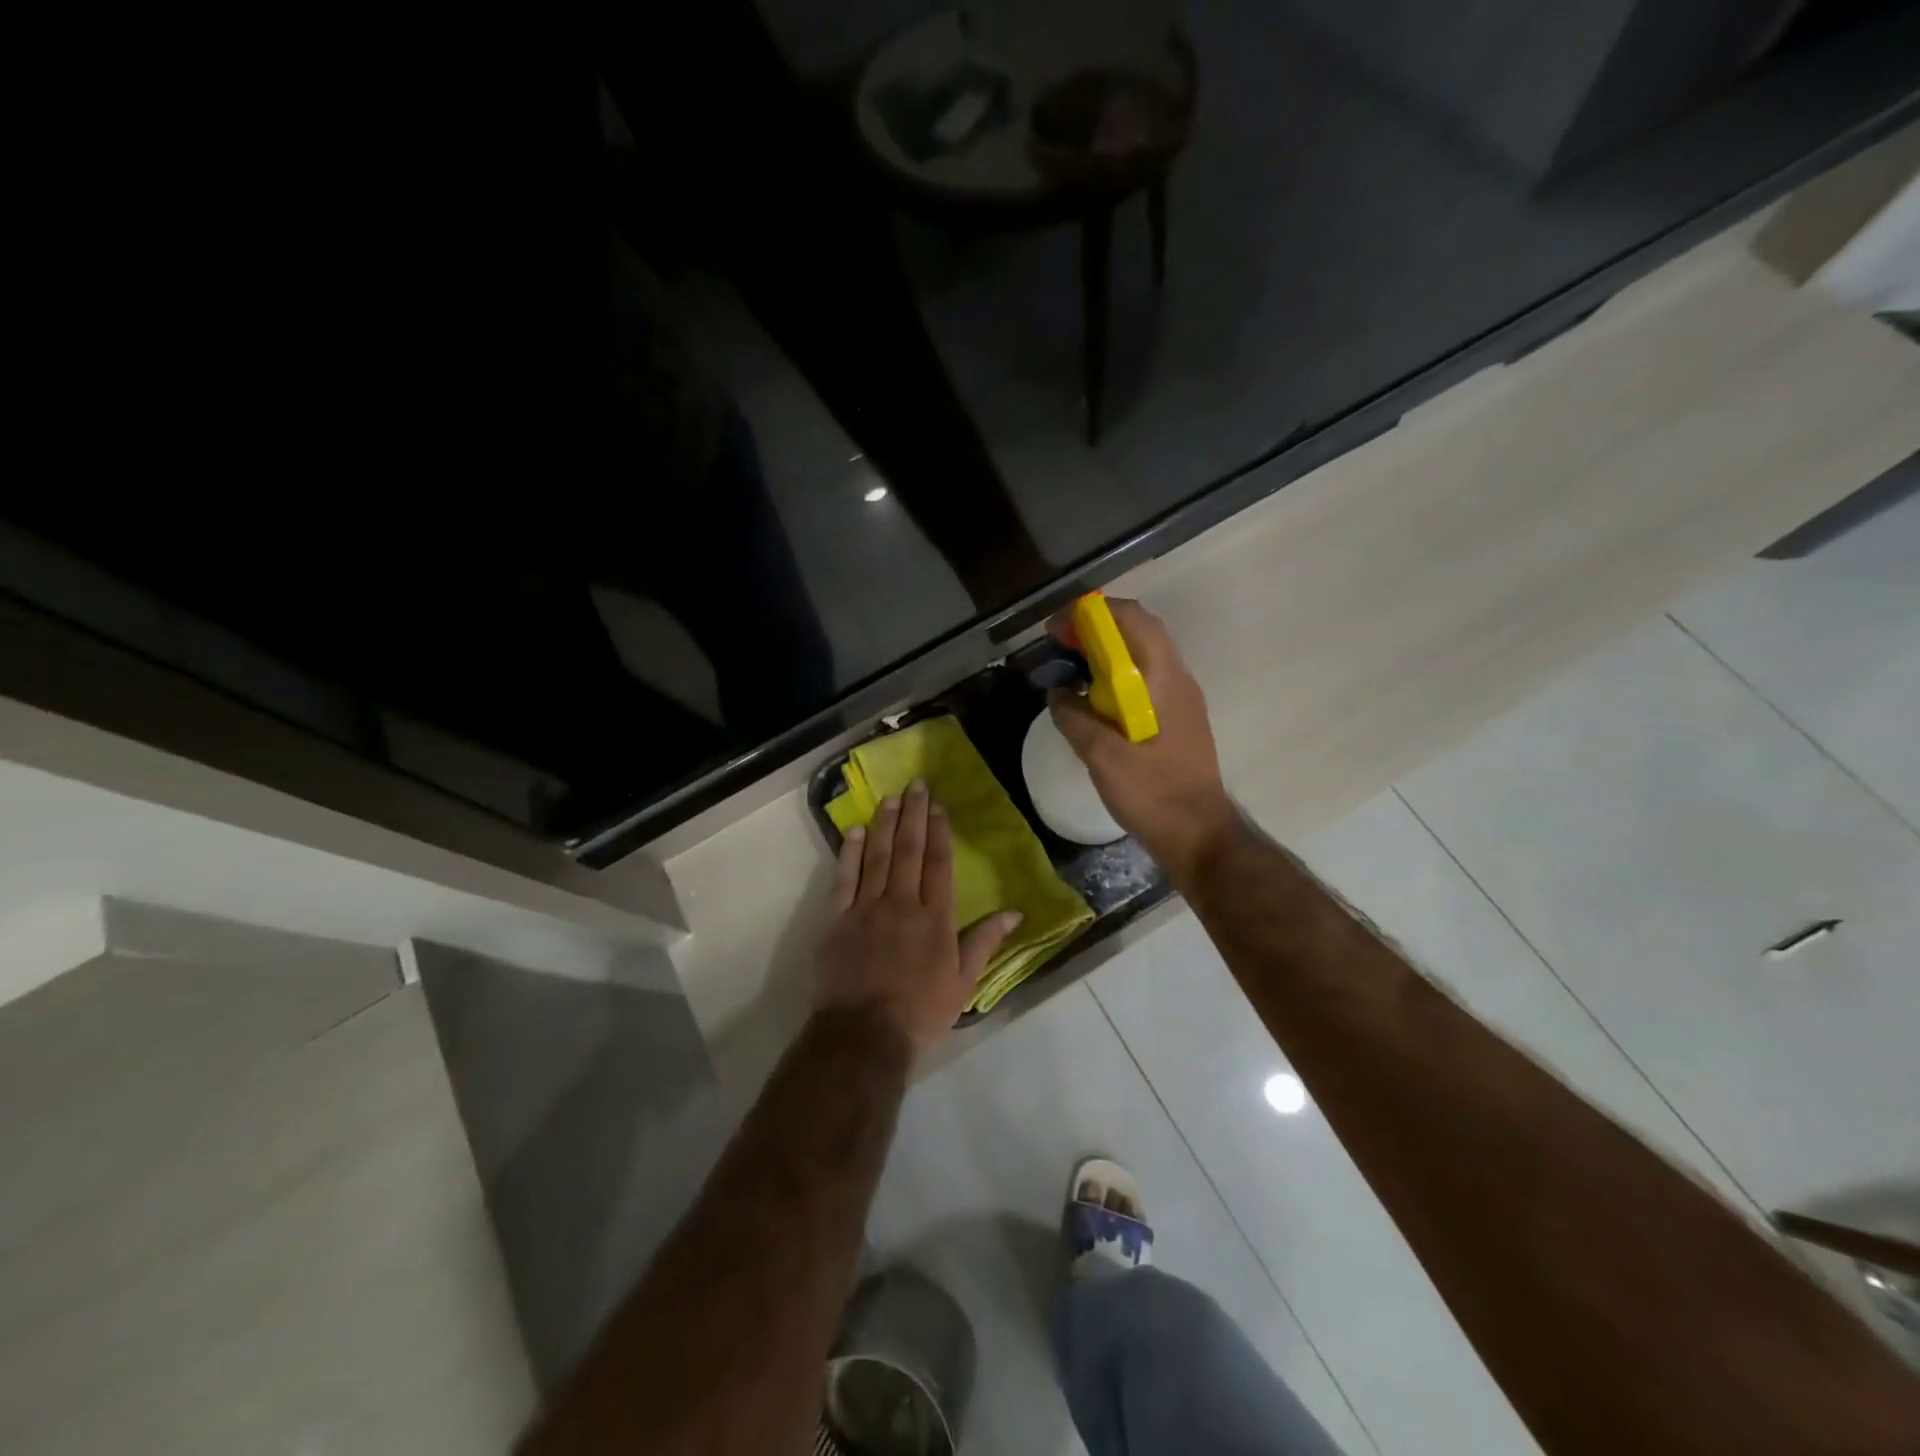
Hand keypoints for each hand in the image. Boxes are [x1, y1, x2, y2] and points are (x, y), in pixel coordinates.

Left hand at [814, 780, 1023, 1058]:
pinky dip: (850, 852)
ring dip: (885, 824)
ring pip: (878, 856)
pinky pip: (844, 878)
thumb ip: (985, 942)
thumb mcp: (964, 983)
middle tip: (916, 784)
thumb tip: (1015, 912)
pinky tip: (855, 830)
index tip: (938, 805)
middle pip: (910, 851)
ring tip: (890, 797)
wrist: (863, 1035)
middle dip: (914, 815)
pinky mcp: (837, 919)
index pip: (939, 864)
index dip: (939, 831)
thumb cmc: (920, 1012)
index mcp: (935, 919)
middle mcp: (902, 904)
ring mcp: (866, 909)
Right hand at [1048, 597, 1239, 882]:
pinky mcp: (1178, 719)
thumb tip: (1057, 694)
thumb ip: (1075, 718)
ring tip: (1074, 668)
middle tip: (1062, 644)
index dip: (1092, 613)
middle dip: (1098, 628)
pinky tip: (1096, 701)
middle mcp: (1178, 679)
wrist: (1199, 834)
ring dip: (1108, 651)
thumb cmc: (1152, 792)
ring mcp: (1182, 699)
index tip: (1058, 629)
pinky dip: (1118, 676)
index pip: (1132, 618)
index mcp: (1163, 679)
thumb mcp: (1102, 756)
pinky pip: (1146, 679)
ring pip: (1144, 655)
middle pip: (1140, 630)